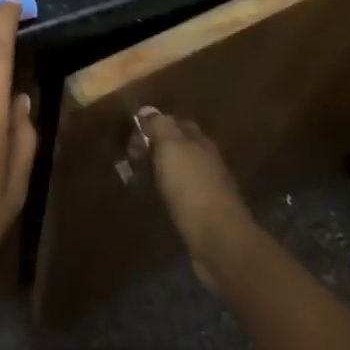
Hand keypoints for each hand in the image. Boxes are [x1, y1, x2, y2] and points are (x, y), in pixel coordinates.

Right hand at [129, 109, 257, 292]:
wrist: (218, 239)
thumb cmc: (192, 188)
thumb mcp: (172, 148)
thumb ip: (160, 126)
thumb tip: (148, 110)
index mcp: (200, 142)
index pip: (176, 123)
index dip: (154, 125)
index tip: (132, 137)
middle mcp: (206, 160)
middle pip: (178, 147)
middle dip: (155, 148)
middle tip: (131, 159)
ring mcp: (207, 188)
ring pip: (178, 170)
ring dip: (159, 171)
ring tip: (137, 179)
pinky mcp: (203, 213)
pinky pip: (180, 193)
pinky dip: (166, 192)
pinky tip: (155, 200)